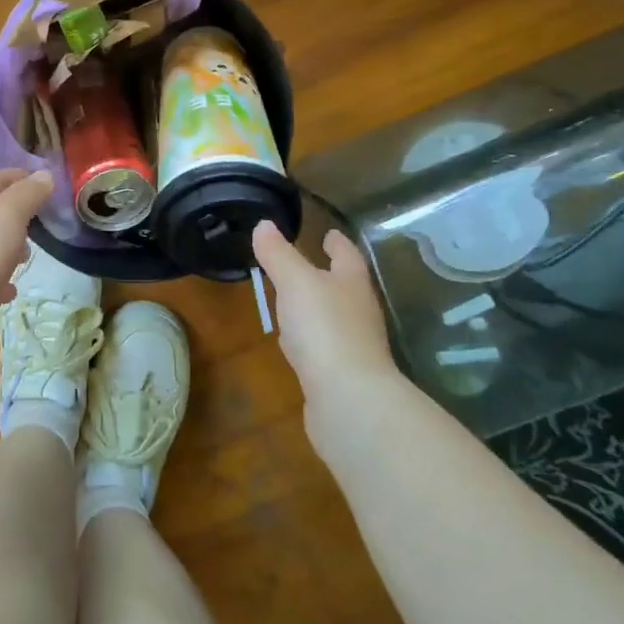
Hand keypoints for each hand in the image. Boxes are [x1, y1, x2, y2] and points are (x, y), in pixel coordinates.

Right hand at [252, 219, 413, 456]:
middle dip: (327, 275)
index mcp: (352, 284)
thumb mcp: (295, 282)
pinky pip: (321, 348)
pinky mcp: (340, 375)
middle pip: (344, 287)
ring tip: (292, 301)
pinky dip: (308, 340)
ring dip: (315, 308)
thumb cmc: (324, 328)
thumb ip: (278, 254)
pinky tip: (293, 346)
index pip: (347, 255)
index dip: (336, 243)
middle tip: (306, 264)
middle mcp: (358, 312)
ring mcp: (353, 346)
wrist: (348, 398)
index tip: (329, 233)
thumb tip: (264, 225)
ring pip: (332, 318)